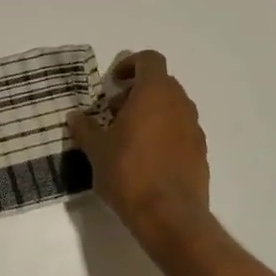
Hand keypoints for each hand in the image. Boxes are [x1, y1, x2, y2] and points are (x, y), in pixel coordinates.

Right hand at [68, 50, 212, 261]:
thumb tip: (75, 116)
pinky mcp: (201, 153)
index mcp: (155, 93)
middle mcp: (180, 104)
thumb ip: (85, 128)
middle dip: (136, 92)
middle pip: (161, 83)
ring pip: (172, 108)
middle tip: (113, 113)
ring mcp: (194, 129)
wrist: (169, 217)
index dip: (130, 64)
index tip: (112, 83)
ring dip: (151, 113)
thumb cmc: (129, 173)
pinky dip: (164, 134)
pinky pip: (180, 131)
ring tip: (127, 138)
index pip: (149, 59)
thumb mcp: (96, 150)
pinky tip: (145, 159)